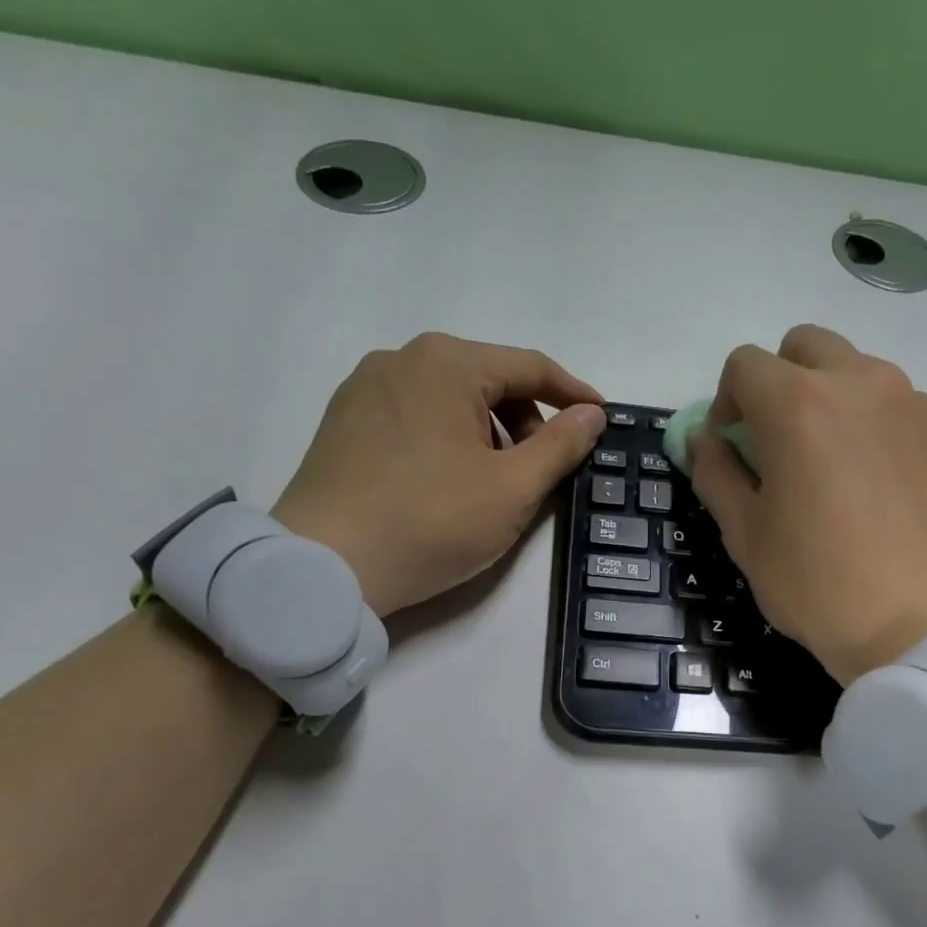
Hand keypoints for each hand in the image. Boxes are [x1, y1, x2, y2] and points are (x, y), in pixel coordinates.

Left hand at [273, 333, 606, 615]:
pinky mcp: (342, 422)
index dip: (573, 395)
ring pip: (448, 399)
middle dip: (525, 421)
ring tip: (493, 485)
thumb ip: (561, 445)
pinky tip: (446, 485)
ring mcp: (363, 388)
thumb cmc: (431, 522)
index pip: (530, 367)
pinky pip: (413, 417)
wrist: (324, 567)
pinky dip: (446, 440)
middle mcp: (401, 358)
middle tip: (542, 469)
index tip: (602, 420)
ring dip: (486, 433)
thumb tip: (591, 414)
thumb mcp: (513, 488)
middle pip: (487, 380)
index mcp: (446, 362)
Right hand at [689, 325, 926, 685]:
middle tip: (772, 442)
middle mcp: (858, 383)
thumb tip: (704, 439)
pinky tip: (864, 481)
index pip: (745, 365)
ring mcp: (908, 404)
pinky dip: (863, 419)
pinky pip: (888, 402)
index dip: (725, 401)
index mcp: (799, 404)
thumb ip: (715, 474)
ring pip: (851, 369)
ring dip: (823, 395)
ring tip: (822, 464)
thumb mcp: (747, 536)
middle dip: (775, 382)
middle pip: (803, 347)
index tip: (729, 444)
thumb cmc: (820, 586)